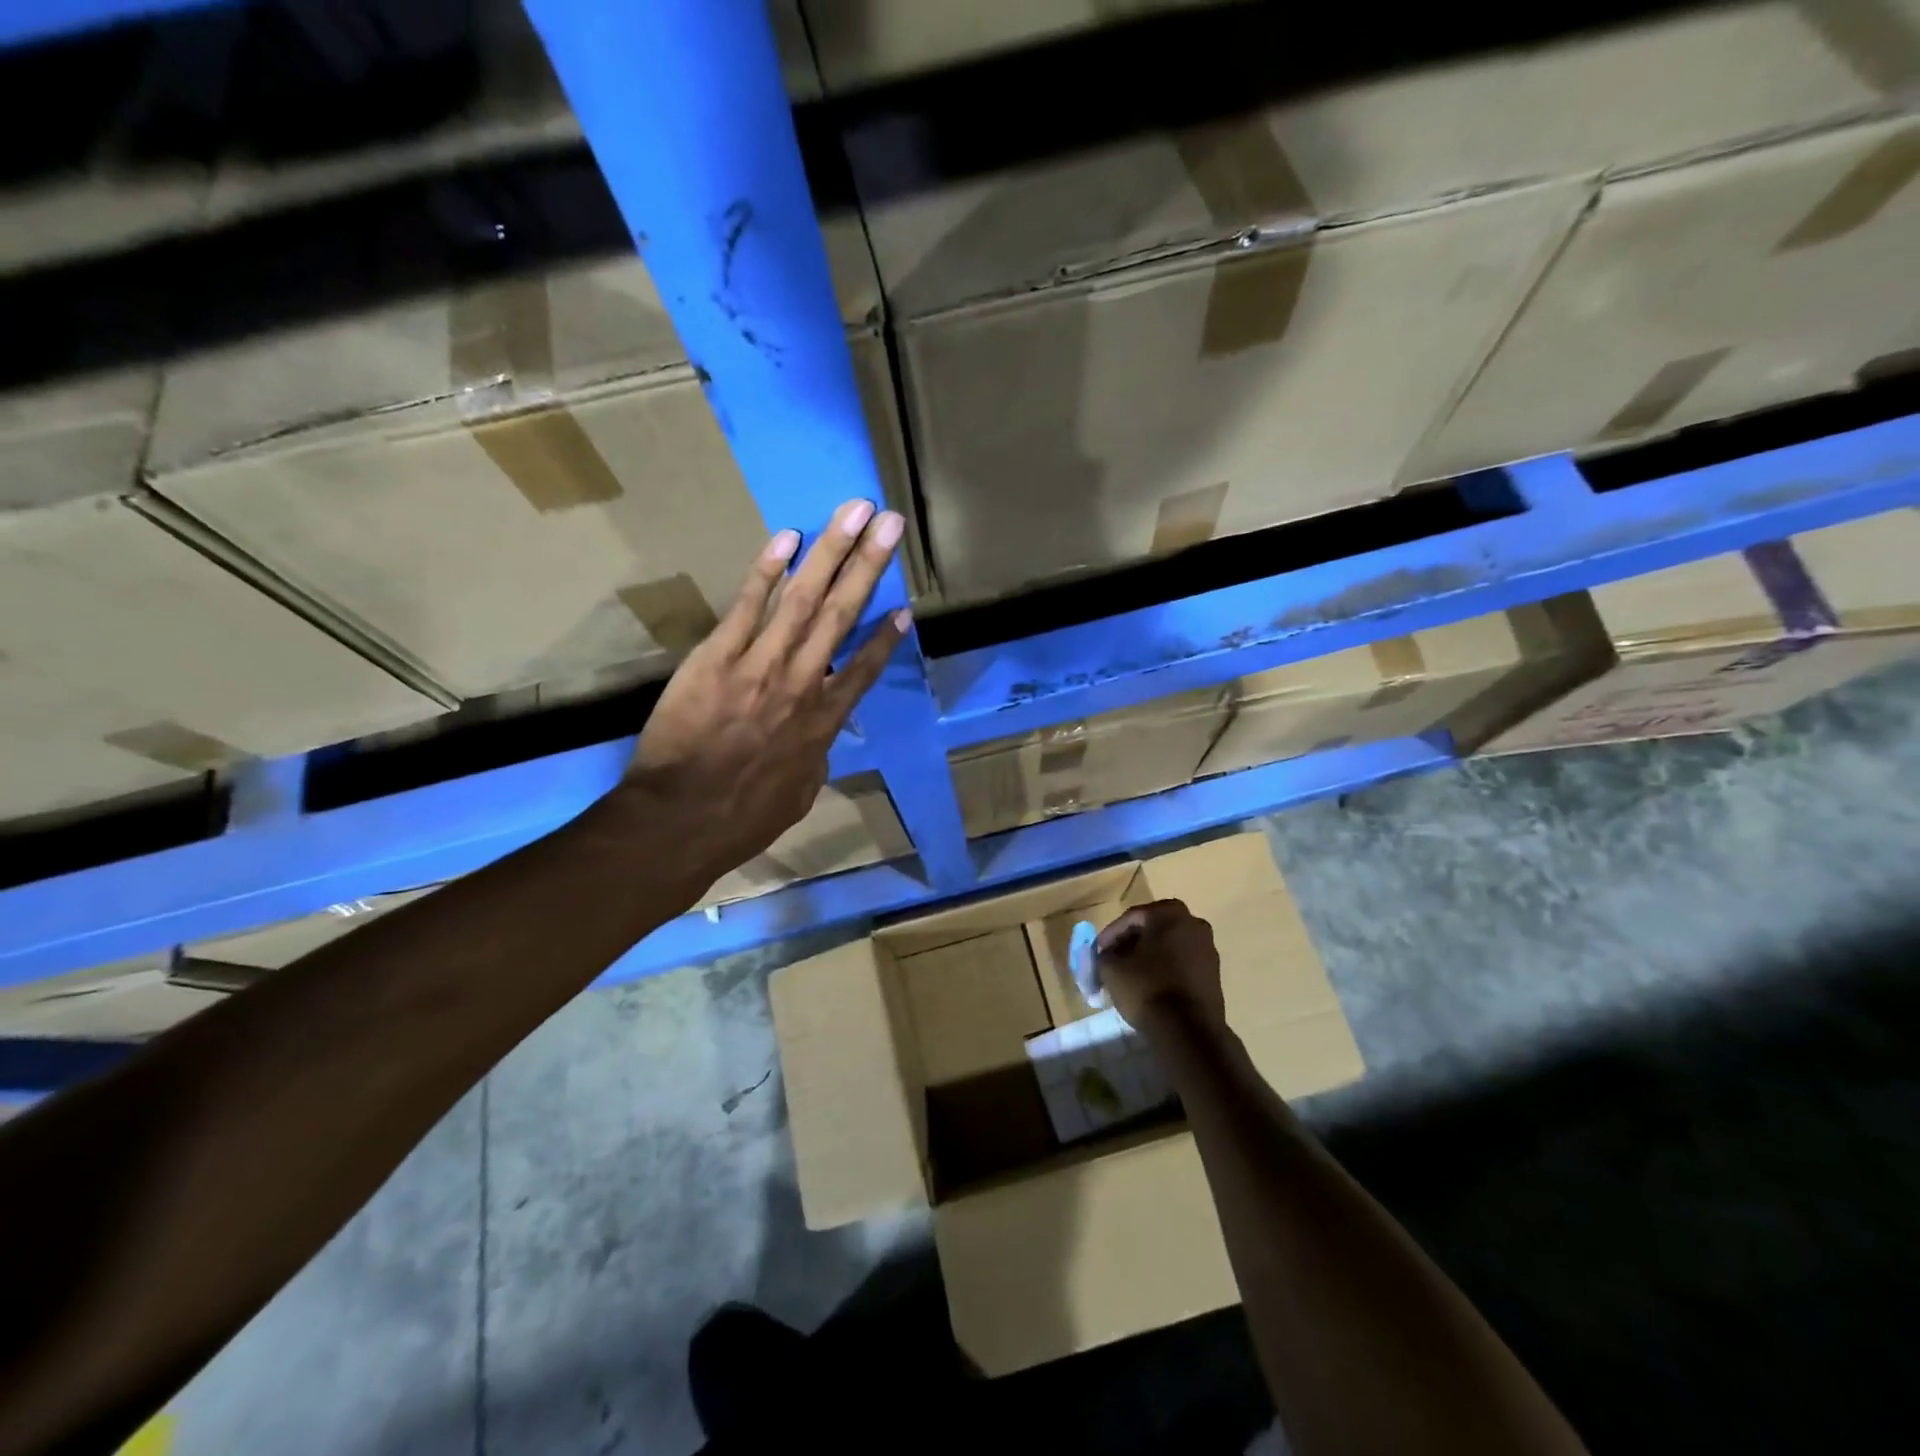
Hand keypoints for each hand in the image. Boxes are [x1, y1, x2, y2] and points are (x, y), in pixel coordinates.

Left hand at [622, 499, 908, 889]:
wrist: (681, 820)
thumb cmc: (743, 818)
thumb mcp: (799, 795)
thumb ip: (815, 759)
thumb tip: (818, 740)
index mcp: (824, 723)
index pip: (863, 669)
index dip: (886, 639)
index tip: (905, 609)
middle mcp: (802, 683)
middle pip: (842, 615)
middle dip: (869, 564)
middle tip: (890, 522)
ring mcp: (760, 665)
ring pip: (804, 599)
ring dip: (832, 551)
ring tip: (855, 512)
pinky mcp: (717, 657)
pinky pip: (748, 605)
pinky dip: (768, 569)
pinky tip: (788, 537)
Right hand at [1097, 900, 1224, 1033]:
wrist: (1188, 1031)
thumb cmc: (1147, 988)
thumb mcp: (1111, 968)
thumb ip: (1104, 955)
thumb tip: (1108, 956)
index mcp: (1170, 913)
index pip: (1132, 917)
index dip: (1110, 935)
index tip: (1097, 952)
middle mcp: (1194, 924)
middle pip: (1152, 930)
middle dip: (1130, 945)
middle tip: (1112, 961)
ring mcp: (1208, 949)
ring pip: (1168, 947)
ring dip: (1147, 957)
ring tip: (1128, 976)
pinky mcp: (1213, 974)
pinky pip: (1181, 964)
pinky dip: (1164, 970)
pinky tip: (1149, 987)